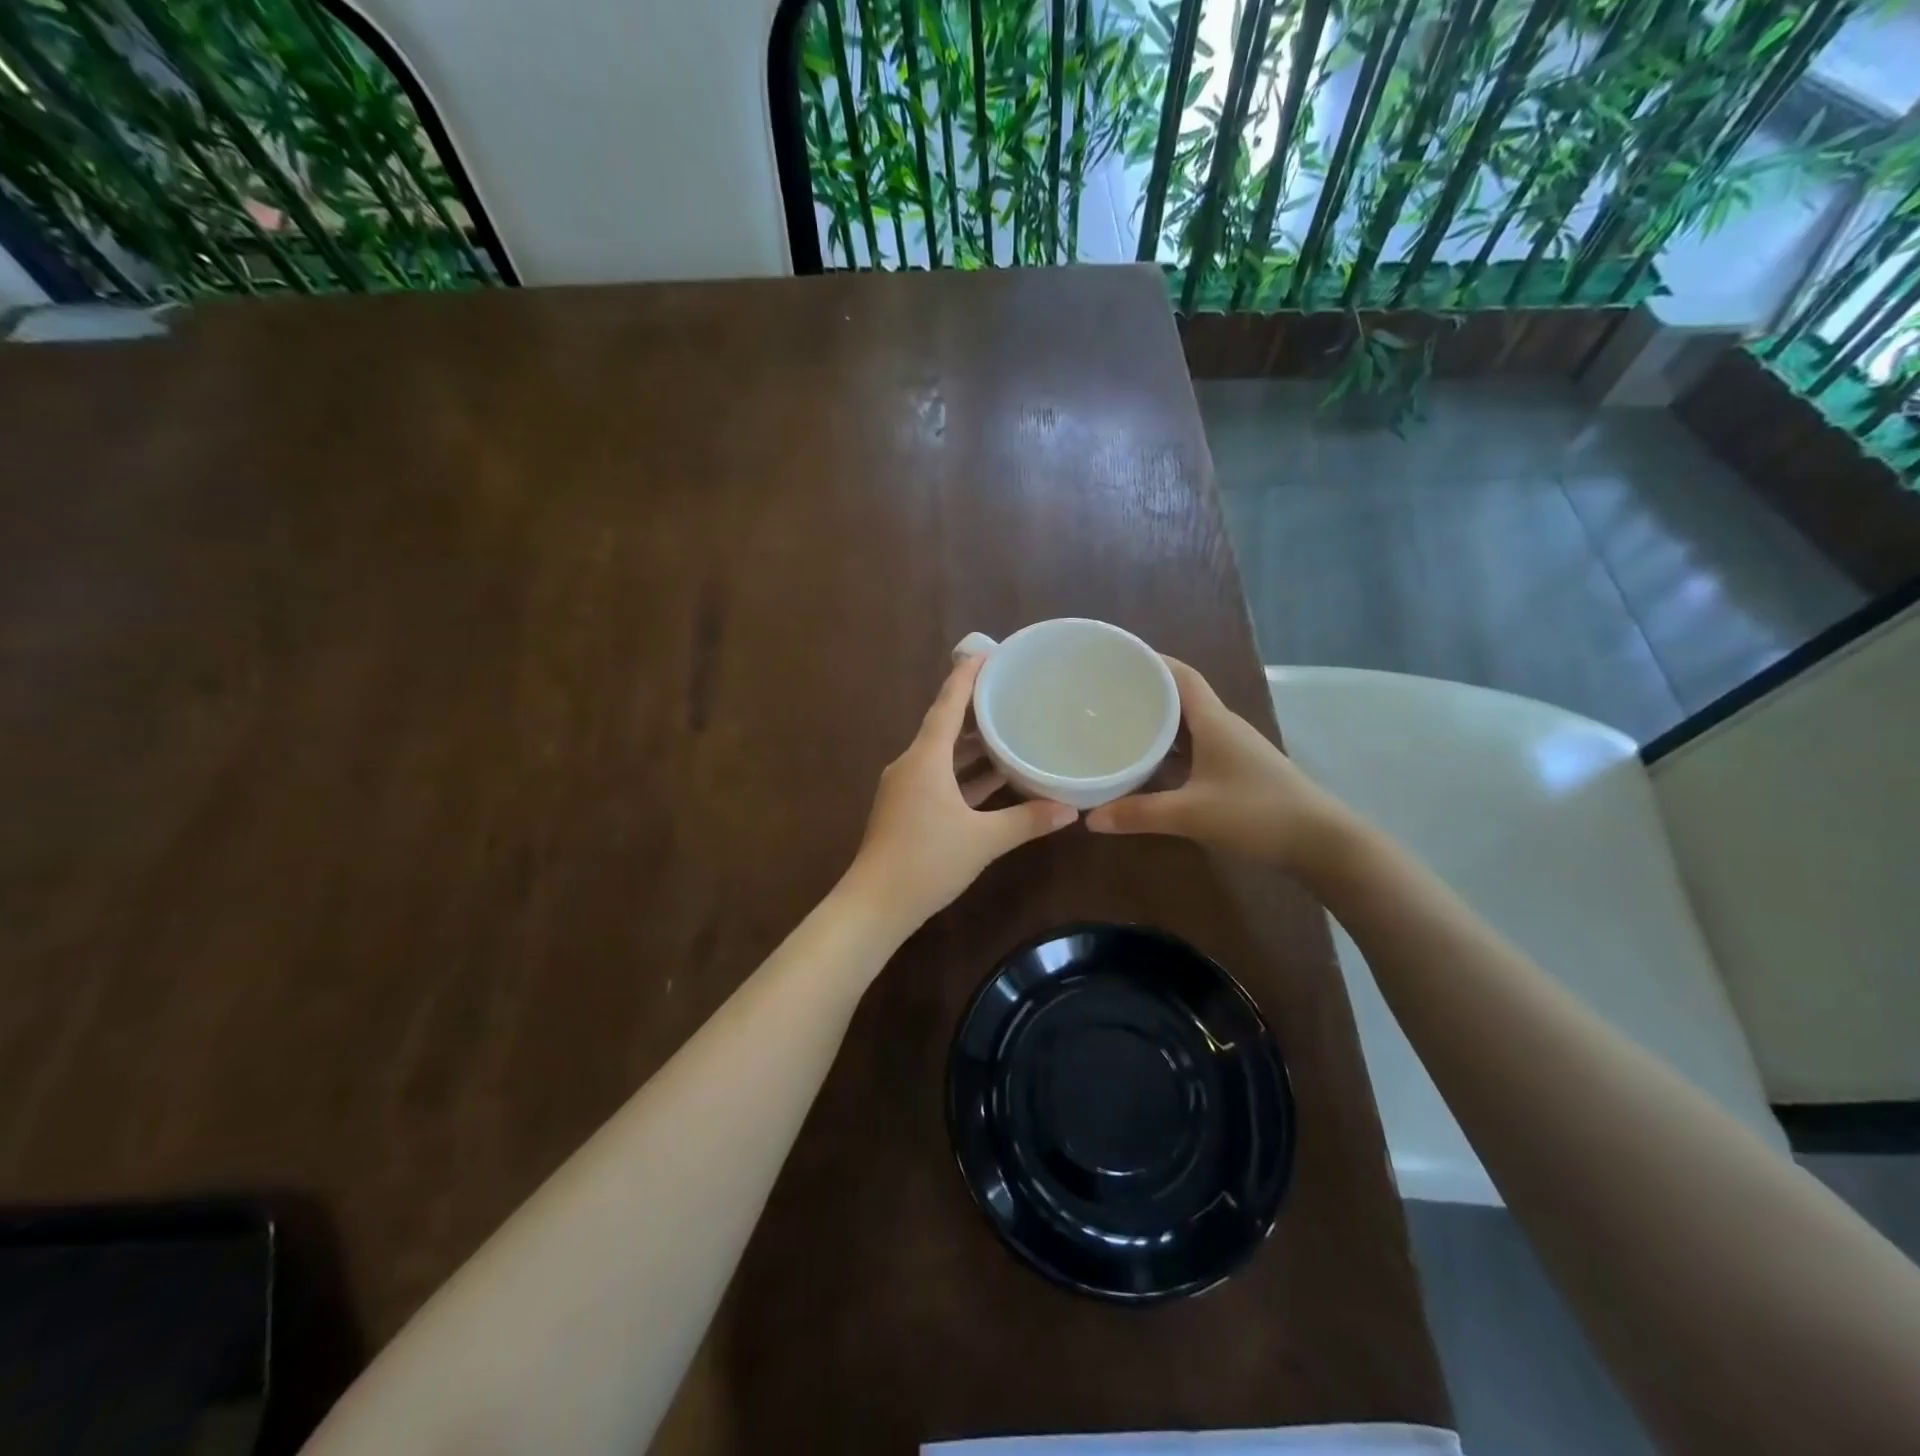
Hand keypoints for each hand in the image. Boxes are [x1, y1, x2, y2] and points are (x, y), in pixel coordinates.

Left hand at [842, 655, 1077, 936]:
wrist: (875, 904)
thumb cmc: (927, 860)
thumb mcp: (984, 840)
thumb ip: (1027, 821)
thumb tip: (1071, 810)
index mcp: (925, 758)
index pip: (948, 705)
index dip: (967, 677)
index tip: (988, 653)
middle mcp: (911, 765)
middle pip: (945, 727)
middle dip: (976, 710)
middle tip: (1010, 693)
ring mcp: (905, 788)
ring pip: (942, 756)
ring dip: (972, 746)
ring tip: (1008, 732)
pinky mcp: (905, 809)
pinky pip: (939, 778)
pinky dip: (964, 774)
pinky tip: (992, 780)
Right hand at [1085, 657, 1351, 874]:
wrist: (1320, 842)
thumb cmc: (1257, 813)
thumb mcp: (1192, 814)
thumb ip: (1139, 814)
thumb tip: (1089, 818)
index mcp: (1214, 721)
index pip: (1182, 676)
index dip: (1152, 662)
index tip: (1118, 659)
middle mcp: (1224, 727)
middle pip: (1182, 697)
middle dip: (1146, 692)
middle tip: (1106, 695)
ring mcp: (1233, 749)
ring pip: (1189, 725)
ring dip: (1159, 722)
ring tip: (1119, 724)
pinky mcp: (1237, 771)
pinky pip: (1196, 748)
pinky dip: (1171, 749)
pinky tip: (1150, 764)